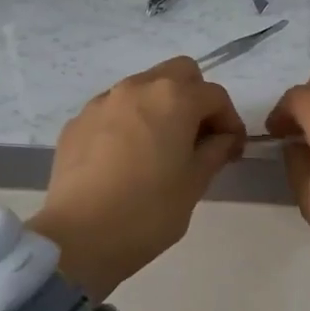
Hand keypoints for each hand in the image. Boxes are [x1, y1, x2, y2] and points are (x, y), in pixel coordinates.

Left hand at [31, 58, 245, 299]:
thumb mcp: (194, 183)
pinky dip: (129, 122)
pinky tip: (126, 158)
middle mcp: (138, 88)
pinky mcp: (77, 122)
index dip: (230, 121)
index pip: (215, 96)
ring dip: (160, 106)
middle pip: (179, 73)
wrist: (78, 237)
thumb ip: (215, 151)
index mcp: (174, 98)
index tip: (232, 150)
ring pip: (143, 87)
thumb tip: (223, 138)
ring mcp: (103, 101)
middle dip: (195, 97)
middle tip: (198, 136)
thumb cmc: (148, 211)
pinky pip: (114, 109)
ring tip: (161, 147)